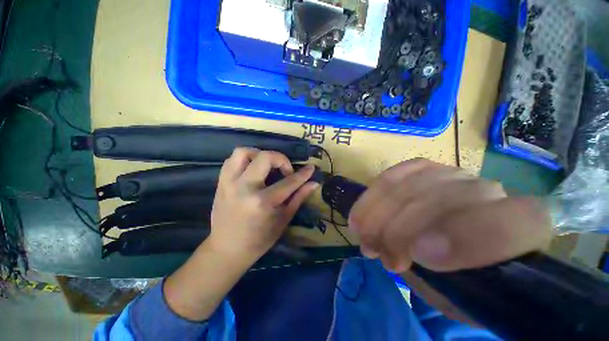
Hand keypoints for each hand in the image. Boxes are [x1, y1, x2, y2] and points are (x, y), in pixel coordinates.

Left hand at [164, 148, 317, 320]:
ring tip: (267, 166)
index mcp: (262, 202)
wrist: (227, 250)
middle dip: (281, 159)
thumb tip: (314, 183)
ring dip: (259, 154)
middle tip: (286, 171)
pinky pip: (231, 160)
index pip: (288, 181)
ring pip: (243, 152)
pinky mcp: (220, 183)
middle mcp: (244, 188)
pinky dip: (245, 159)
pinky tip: (253, 169)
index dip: (303, 174)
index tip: (311, 168)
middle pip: (265, 157)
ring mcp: (229, 183)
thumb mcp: (283, 219)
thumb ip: (299, 197)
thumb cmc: (259, 239)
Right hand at [349, 158, 551, 272]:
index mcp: (520, 232)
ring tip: (364, 236)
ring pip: (410, 185)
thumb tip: (410, 252)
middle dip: (399, 230)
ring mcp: (451, 174)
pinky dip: (373, 195)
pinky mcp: (422, 168)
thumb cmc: (459, 278)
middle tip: (375, 252)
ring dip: (378, 214)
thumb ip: (443, 277)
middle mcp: (489, 192)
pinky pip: (393, 174)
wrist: (450, 246)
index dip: (466, 236)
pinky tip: (362, 213)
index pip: (517, 221)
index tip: (418, 254)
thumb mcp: (457, 294)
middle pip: (442, 200)